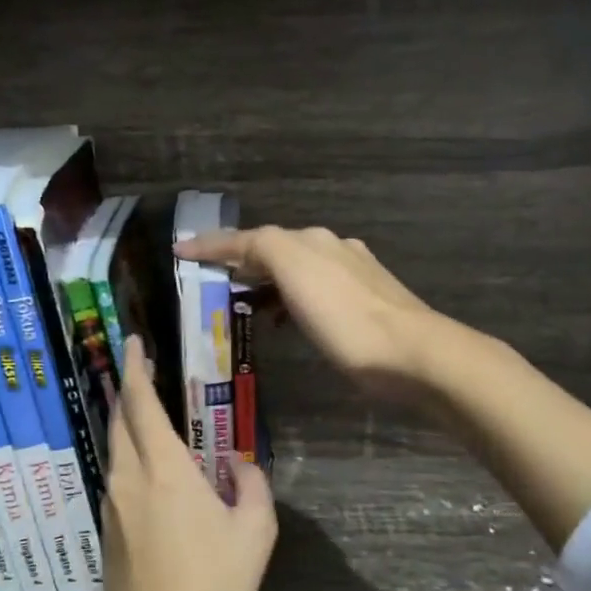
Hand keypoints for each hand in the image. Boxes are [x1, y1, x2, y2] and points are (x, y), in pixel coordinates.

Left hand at [101, 335, 277, 590]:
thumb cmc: (212, 589)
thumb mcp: (254, 535)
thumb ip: (252, 486)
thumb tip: (241, 464)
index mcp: (163, 471)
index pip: (141, 404)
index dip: (135, 368)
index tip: (133, 342)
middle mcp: (128, 480)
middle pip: (119, 420)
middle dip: (127, 389)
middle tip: (143, 371)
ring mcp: (112, 507)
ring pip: (115, 450)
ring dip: (127, 425)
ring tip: (150, 415)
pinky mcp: (108, 533)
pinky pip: (117, 480)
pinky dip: (129, 458)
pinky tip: (151, 470)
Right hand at [176, 226, 440, 399]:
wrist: (410, 354)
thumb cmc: (344, 316)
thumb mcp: (295, 270)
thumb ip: (261, 248)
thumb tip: (236, 247)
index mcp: (311, 240)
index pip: (252, 236)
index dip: (214, 244)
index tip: (180, 251)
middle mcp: (332, 249)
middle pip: (275, 250)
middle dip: (241, 262)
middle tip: (210, 282)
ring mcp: (353, 277)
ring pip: (296, 272)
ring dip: (265, 284)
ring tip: (242, 305)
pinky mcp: (364, 306)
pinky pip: (313, 296)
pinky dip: (289, 302)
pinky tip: (286, 322)